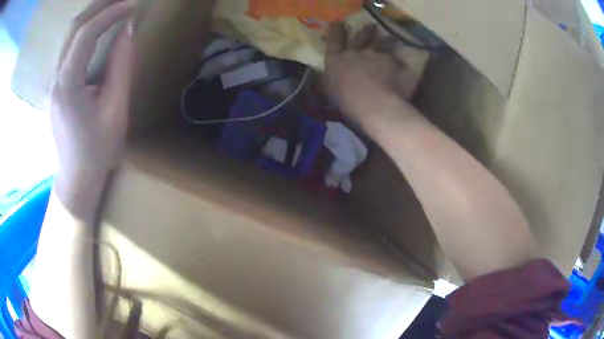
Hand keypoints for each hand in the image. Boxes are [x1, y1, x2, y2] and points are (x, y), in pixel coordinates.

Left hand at [51, 1, 133, 201]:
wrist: (77, 177)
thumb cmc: (98, 149)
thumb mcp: (115, 108)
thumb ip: (121, 66)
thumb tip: (127, 31)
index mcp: (68, 84)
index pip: (86, 34)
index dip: (110, 13)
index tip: (133, 4)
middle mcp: (56, 78)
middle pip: (74, 29)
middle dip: (99, 7)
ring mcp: (55, 81)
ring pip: (70, 37)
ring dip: (92, 17)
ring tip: (114, 8)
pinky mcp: (58, 86)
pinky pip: (70, 49)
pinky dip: (86, 32)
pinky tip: (100, 29)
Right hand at [325, 22, 414, 131]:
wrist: (375, 105)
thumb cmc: (348, 103)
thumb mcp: (332, 92)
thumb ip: (334, 79)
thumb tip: (334, 76)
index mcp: (337, 59)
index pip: (334, 39)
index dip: (336, 30)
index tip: (338, 23)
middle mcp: (356, 52)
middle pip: (361, 37)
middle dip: (366, 31)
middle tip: (372, 26)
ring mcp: (376, 55)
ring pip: (383, 44)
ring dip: (387, 41)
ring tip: (391, 39)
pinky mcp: (393, 63)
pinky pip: (397, 60)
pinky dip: (399, 62)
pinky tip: (403, 64)